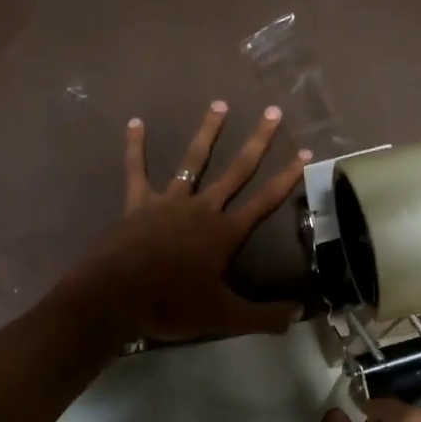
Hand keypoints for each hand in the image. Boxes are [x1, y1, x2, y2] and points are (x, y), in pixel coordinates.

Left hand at [69, 101, 310, 342]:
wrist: (115, 297)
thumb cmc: (172, 305)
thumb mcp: (224, 317)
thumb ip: (264, 317)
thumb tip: (301, 314)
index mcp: (225, 232)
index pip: (266, 201)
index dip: (287, 177)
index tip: (306, 151)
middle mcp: (202, 209)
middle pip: (236, 170)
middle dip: (258, 141)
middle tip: (273, 112)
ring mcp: (169, 202)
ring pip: (192, 161)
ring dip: (208, 132)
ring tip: (220, 104)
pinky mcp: (138, 204)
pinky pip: (136, 170)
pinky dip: (135, 147)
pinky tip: (134, 122)